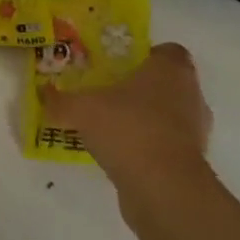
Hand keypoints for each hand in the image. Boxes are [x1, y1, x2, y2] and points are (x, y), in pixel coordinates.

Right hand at [40, 43, 212, 215]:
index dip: (144, 56)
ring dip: (144, 119)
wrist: (163, 187)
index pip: (167, 51)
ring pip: (167, 115)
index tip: (118, 66)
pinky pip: (165, 144)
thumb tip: (43, 94)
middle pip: (166, 83)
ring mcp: (195, 131)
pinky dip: (146, 146)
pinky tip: (119, 154)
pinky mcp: (191, 162)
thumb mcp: (80, 109)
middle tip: (106, 95)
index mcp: (171, 70)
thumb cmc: (128, 128)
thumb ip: (60, 101)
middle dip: (139, 88)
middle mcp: (190, 95)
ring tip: (109, 128)